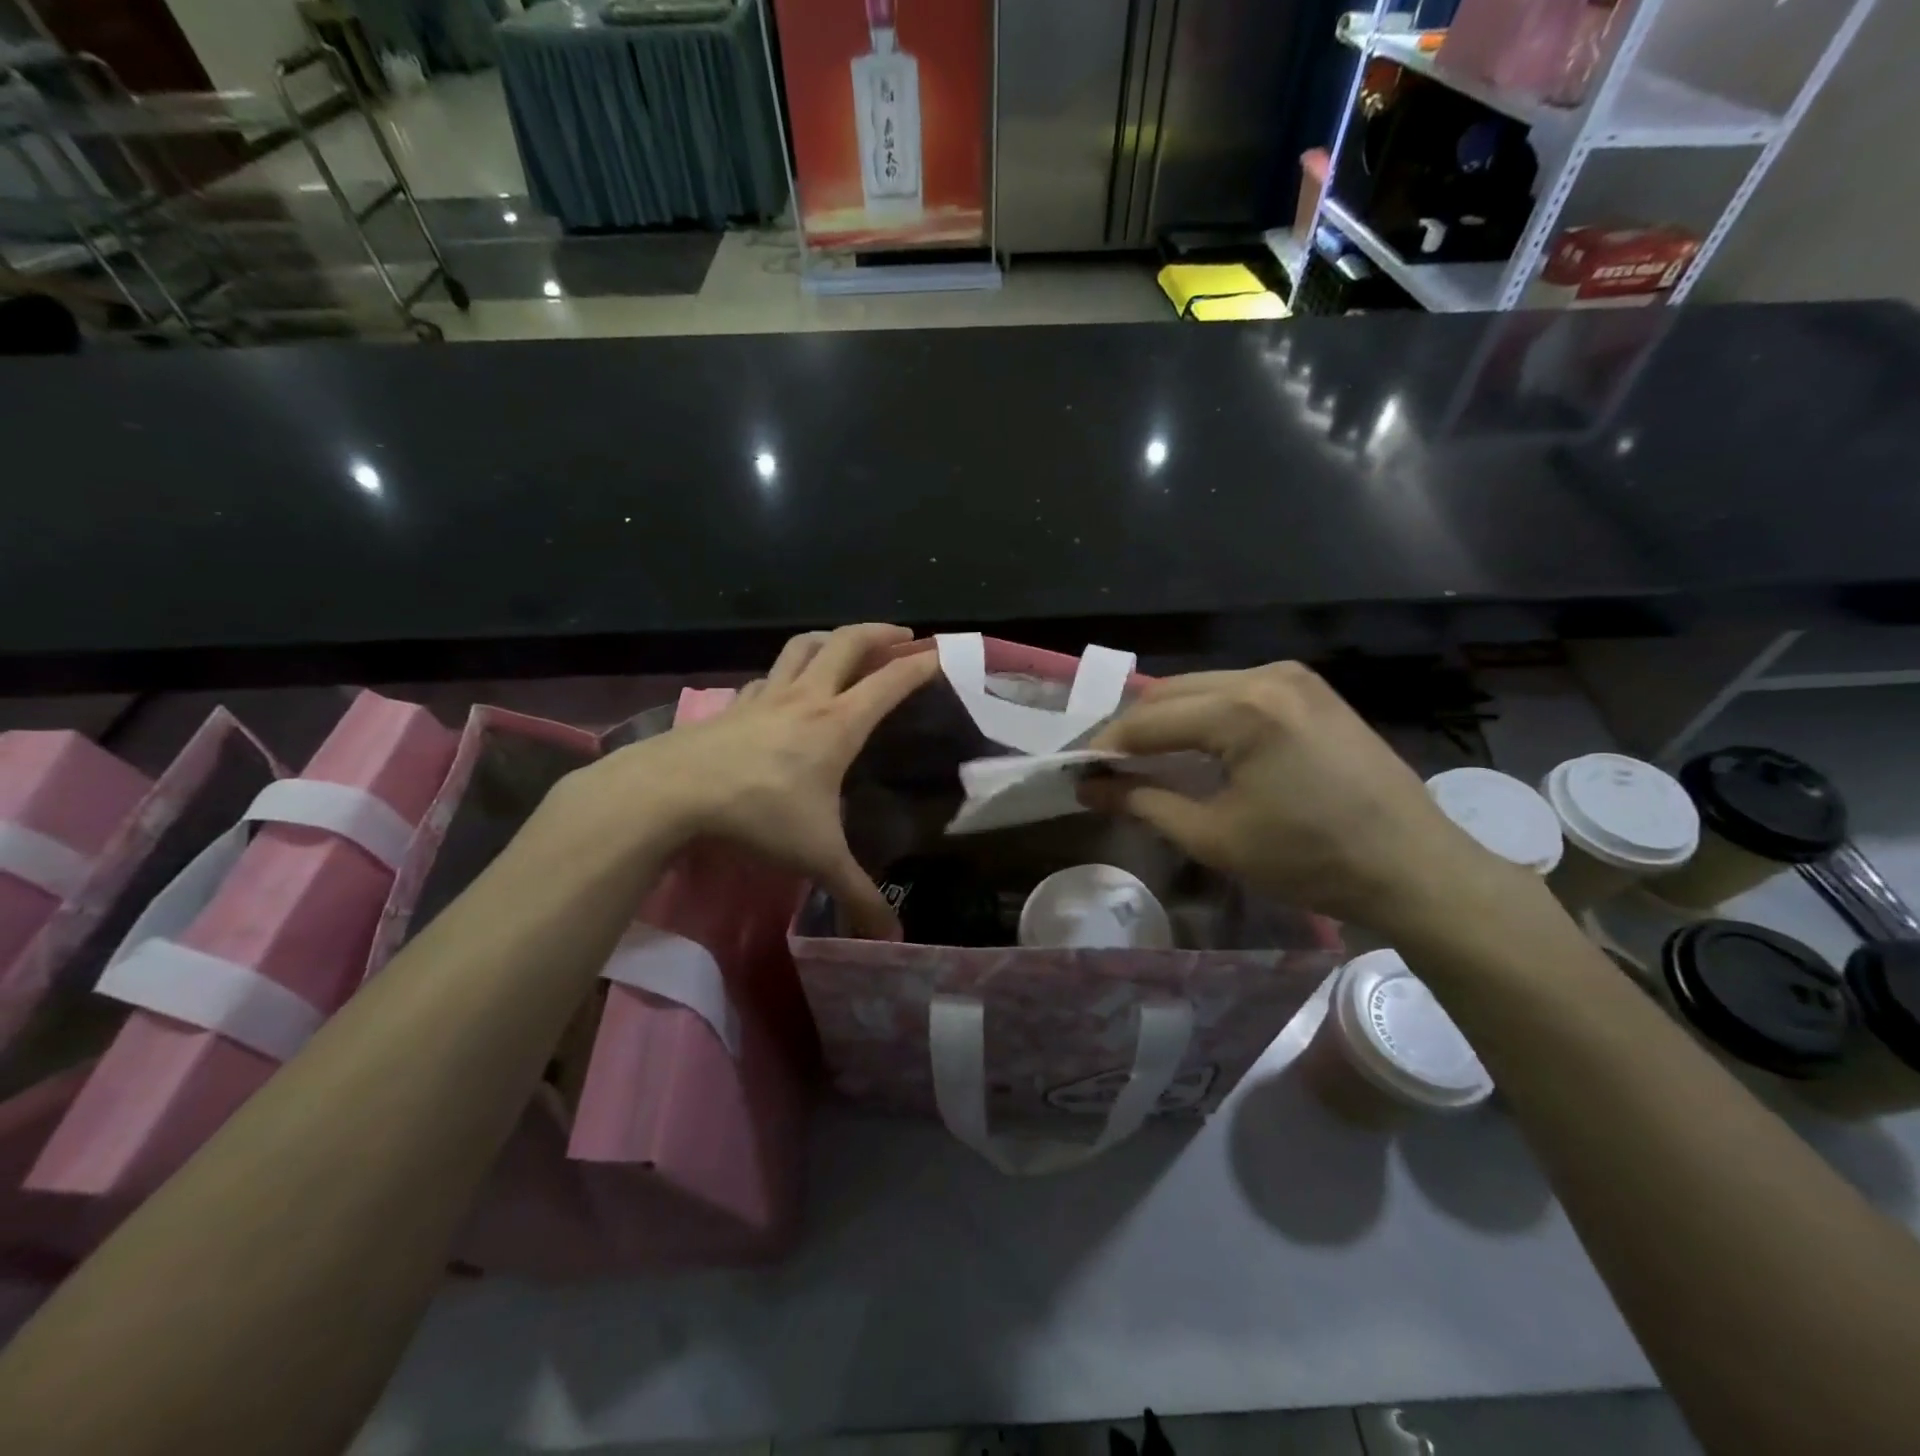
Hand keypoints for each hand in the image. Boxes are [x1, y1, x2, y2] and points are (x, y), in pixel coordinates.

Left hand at [583, 624, 938, 937]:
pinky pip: (769, 675)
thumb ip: (857, 896)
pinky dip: (788, 671)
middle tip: (903, 635)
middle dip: (880, 632)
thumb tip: (894, 940)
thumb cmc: (756, 815)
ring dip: (831, 638)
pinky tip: (784, 688)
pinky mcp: (734, 705)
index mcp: (838, 724)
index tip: (943, 654)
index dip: (921, 665)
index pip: (890, 682)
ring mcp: (766, 696)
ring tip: (847, 645)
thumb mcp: (816, 859)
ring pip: (804, 646)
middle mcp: (807, 698)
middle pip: (848, 643)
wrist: (669, 793)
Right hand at [1082, 662, 1517, 933]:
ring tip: (1144, 758)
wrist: (1414, 867)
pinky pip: (1235, 691)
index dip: (1106, 746)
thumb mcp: (1215, 838)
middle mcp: (1266, 676)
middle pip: (1170, 692)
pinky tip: (1195, 745)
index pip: (1149, 720)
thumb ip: (1143, 804)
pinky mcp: (1311, 689)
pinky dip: (1203, 714)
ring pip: (1201, 687)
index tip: (1078, 772)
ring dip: (1166, 719)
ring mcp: (1293, 677)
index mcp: (1243, 710)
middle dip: (1133, 728)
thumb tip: (1089, 790)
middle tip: (1106, 768)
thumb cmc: (1311, 859)